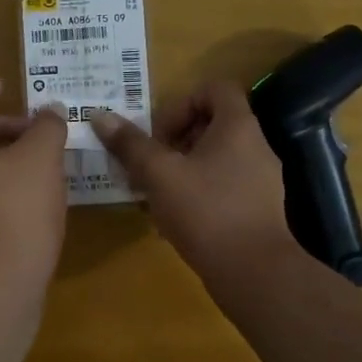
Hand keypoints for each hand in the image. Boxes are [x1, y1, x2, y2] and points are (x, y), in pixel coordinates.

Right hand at [91, 82, 297, 285]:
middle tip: (150, 165)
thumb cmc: (206, 211)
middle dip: (174, 141)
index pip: (215, 88)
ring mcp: (261, 180)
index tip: (158, 134)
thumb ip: (130, 144)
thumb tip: (100, 116)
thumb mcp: (159, 174)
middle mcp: (256, 146)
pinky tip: (173, 220)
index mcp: (238, 126)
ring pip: (215, 159)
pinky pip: (224, 187)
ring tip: (155, 194)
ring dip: (182, 170)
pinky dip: (197, 194)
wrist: (254, 272)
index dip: (181, 103)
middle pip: (212, 125)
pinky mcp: (258, 209)